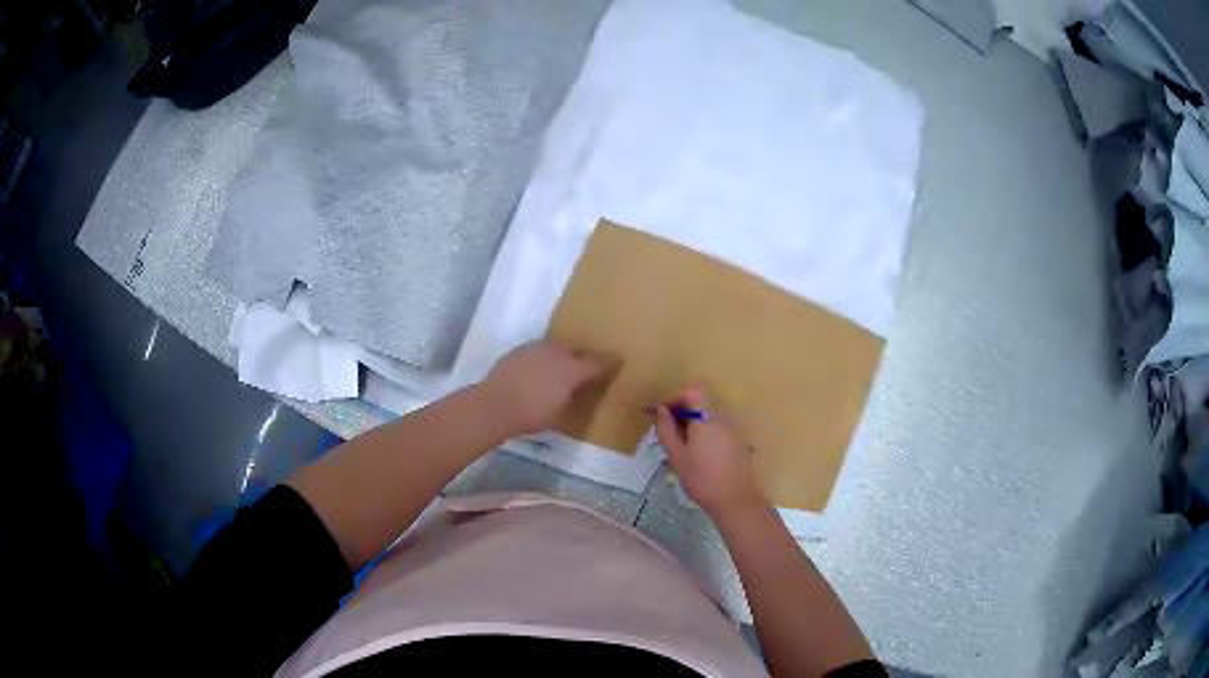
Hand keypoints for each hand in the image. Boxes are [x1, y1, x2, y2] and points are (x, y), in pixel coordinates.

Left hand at [480, 341, 610, 435]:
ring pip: (555, 348)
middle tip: (589, 366)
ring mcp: (533, 349)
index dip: (609, 363)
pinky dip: (543, 359)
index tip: (618, 363)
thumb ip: (575, 394)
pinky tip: (540, 371)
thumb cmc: (532, 412)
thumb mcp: (561, 410)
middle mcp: (555, 351)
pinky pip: (538, 353)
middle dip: (584, 356)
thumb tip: (581, 387)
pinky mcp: (516, 353)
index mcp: (572, 366)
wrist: (493, 405)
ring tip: (563, 367)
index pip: (597, 361)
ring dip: (562, 355)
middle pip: (576, 349)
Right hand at [654, 386, 765, 516]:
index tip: (663, 415)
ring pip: (709, 412)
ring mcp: (733, 426)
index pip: (692, 389)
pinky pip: (717, 423)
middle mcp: (723, 415)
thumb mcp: (676, 455)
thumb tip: (660, 410)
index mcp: (707, 415)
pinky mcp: (737, 438)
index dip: (675, 397)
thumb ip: (666, 429)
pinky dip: (704, 429)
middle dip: (683, 409)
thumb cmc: (701, 477)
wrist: (734, 498)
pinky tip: (698, 452)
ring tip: (681, 444)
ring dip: (693, 420)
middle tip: (669, 431)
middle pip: (701, 399)